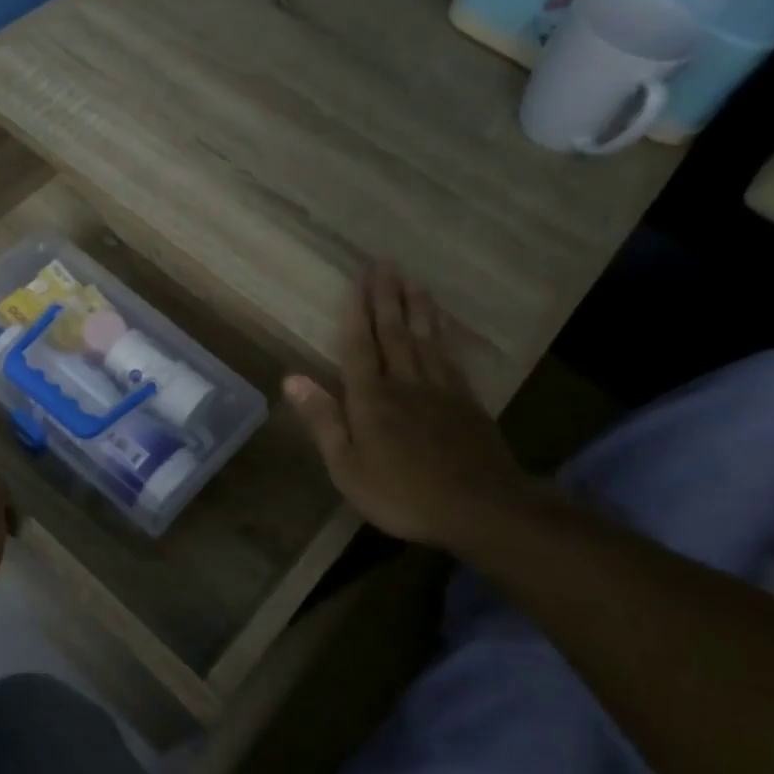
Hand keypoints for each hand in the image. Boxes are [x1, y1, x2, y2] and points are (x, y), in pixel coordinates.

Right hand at [287, 264, 536, 547]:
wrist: (481, 509)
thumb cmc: (402, 493)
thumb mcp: (347, 467)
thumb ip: (323, 420)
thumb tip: (292, 378)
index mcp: (371, 399)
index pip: (360, 346)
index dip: (357, 313)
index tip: (358, 281)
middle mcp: (405, 384)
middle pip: (395, 333)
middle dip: (387, 298)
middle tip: (386, 264)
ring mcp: (440, 391)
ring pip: (425, 340)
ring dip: (417, 308)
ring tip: (414, 281)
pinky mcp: (467, 403)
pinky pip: (450, 359)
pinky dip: (443, 338)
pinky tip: (441, 329)